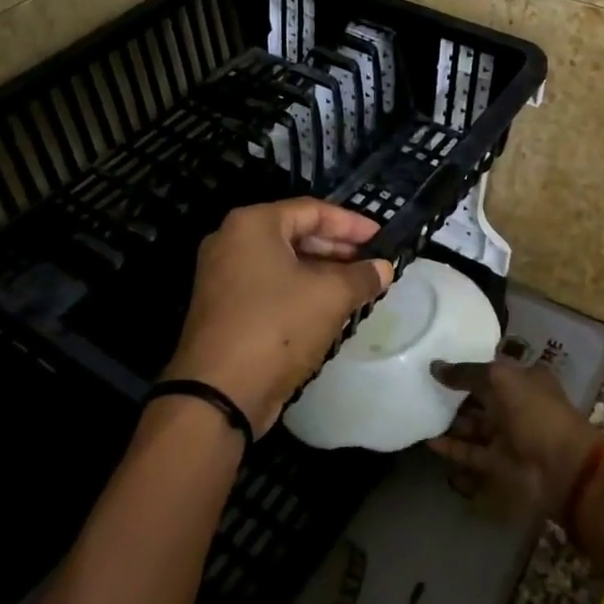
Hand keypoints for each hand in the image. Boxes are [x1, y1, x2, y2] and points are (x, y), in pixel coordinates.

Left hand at [167, 199, 391, 434]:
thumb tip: (384, 268)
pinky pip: (269, 286)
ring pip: (283, 262)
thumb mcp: (330, 297)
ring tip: (357, 285)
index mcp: (252, 225)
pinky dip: (300, 290)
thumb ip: (362, 277)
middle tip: (371, 262)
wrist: (219, 393)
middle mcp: (231, 241)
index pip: (311, 210)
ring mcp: (223, 276)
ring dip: (321, 271)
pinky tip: (329, 307)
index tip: (380, 237)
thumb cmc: (277, 327)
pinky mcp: (224, 307)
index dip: (351, 223)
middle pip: (295, 233)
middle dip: (337, 248)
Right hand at [427, 358, 603, 522]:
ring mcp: (507, 436)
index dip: (468, 365)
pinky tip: (428, 441)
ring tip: (421, 412)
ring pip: (474, 426)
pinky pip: (470, 453)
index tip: (438, 361)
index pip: (492, 369)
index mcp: (525, 380)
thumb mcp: (500, 379)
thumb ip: (466, 373)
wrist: (560, 468)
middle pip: (480, 398)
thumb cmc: (534, 412)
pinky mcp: (498, 463)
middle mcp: (516, 406)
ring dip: (450, 422)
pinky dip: (451, 448)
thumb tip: (434, 366)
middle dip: (455, 395)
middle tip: (422, 387)